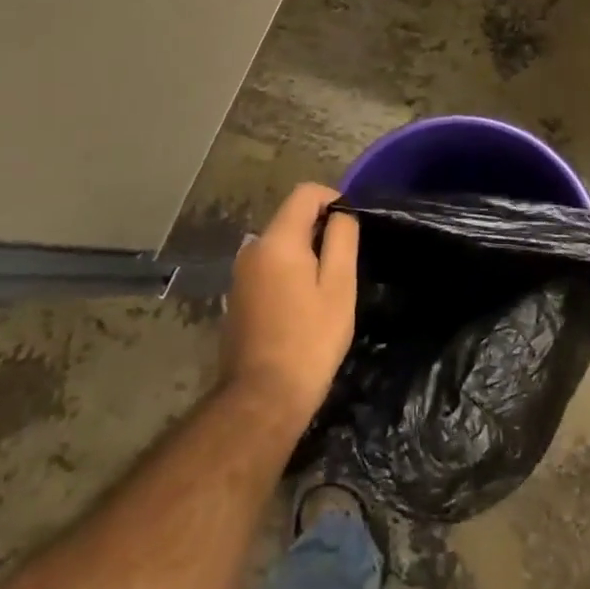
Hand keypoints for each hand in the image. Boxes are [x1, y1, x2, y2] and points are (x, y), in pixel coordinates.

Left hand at [221, 183, 358, 429]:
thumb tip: (341, 213)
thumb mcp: (339, 287)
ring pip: (279, 244)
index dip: (333, 199)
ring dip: (305, 252)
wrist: (264, 396)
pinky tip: (303, 305)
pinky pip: (269, 266)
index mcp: (277, 241)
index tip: (352, 225)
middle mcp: (252, 248)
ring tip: (328, 287)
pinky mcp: (237, 295)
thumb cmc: (311, 339)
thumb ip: (342, 239)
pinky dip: (289, 271)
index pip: (305, 193)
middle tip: (345, 263)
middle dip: (320, 229)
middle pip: (291, 217)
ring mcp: (240, 273)